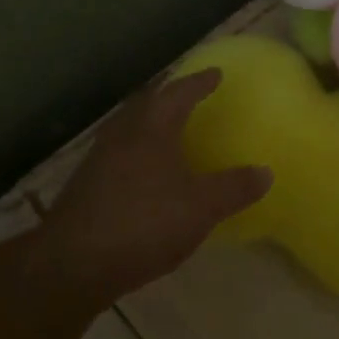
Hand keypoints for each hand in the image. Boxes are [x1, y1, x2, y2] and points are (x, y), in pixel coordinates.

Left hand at [38, 68, 270, 307]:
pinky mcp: (87, 185)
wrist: (72, 264)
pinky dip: (138, 150)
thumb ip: (234, 188)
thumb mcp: (200, 208)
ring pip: (129, 127)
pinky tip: (146, 171)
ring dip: (151, 122)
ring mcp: (99, 159)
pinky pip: (119, 153)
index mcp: (152, 128)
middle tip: (190, 95)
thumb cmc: (143, 224)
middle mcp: (123, 134)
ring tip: (170, 129)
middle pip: (148, 103)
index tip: (215, 73)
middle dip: (170, 96)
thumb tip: (266, 172)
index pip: (179, 93)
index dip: (199, 82)